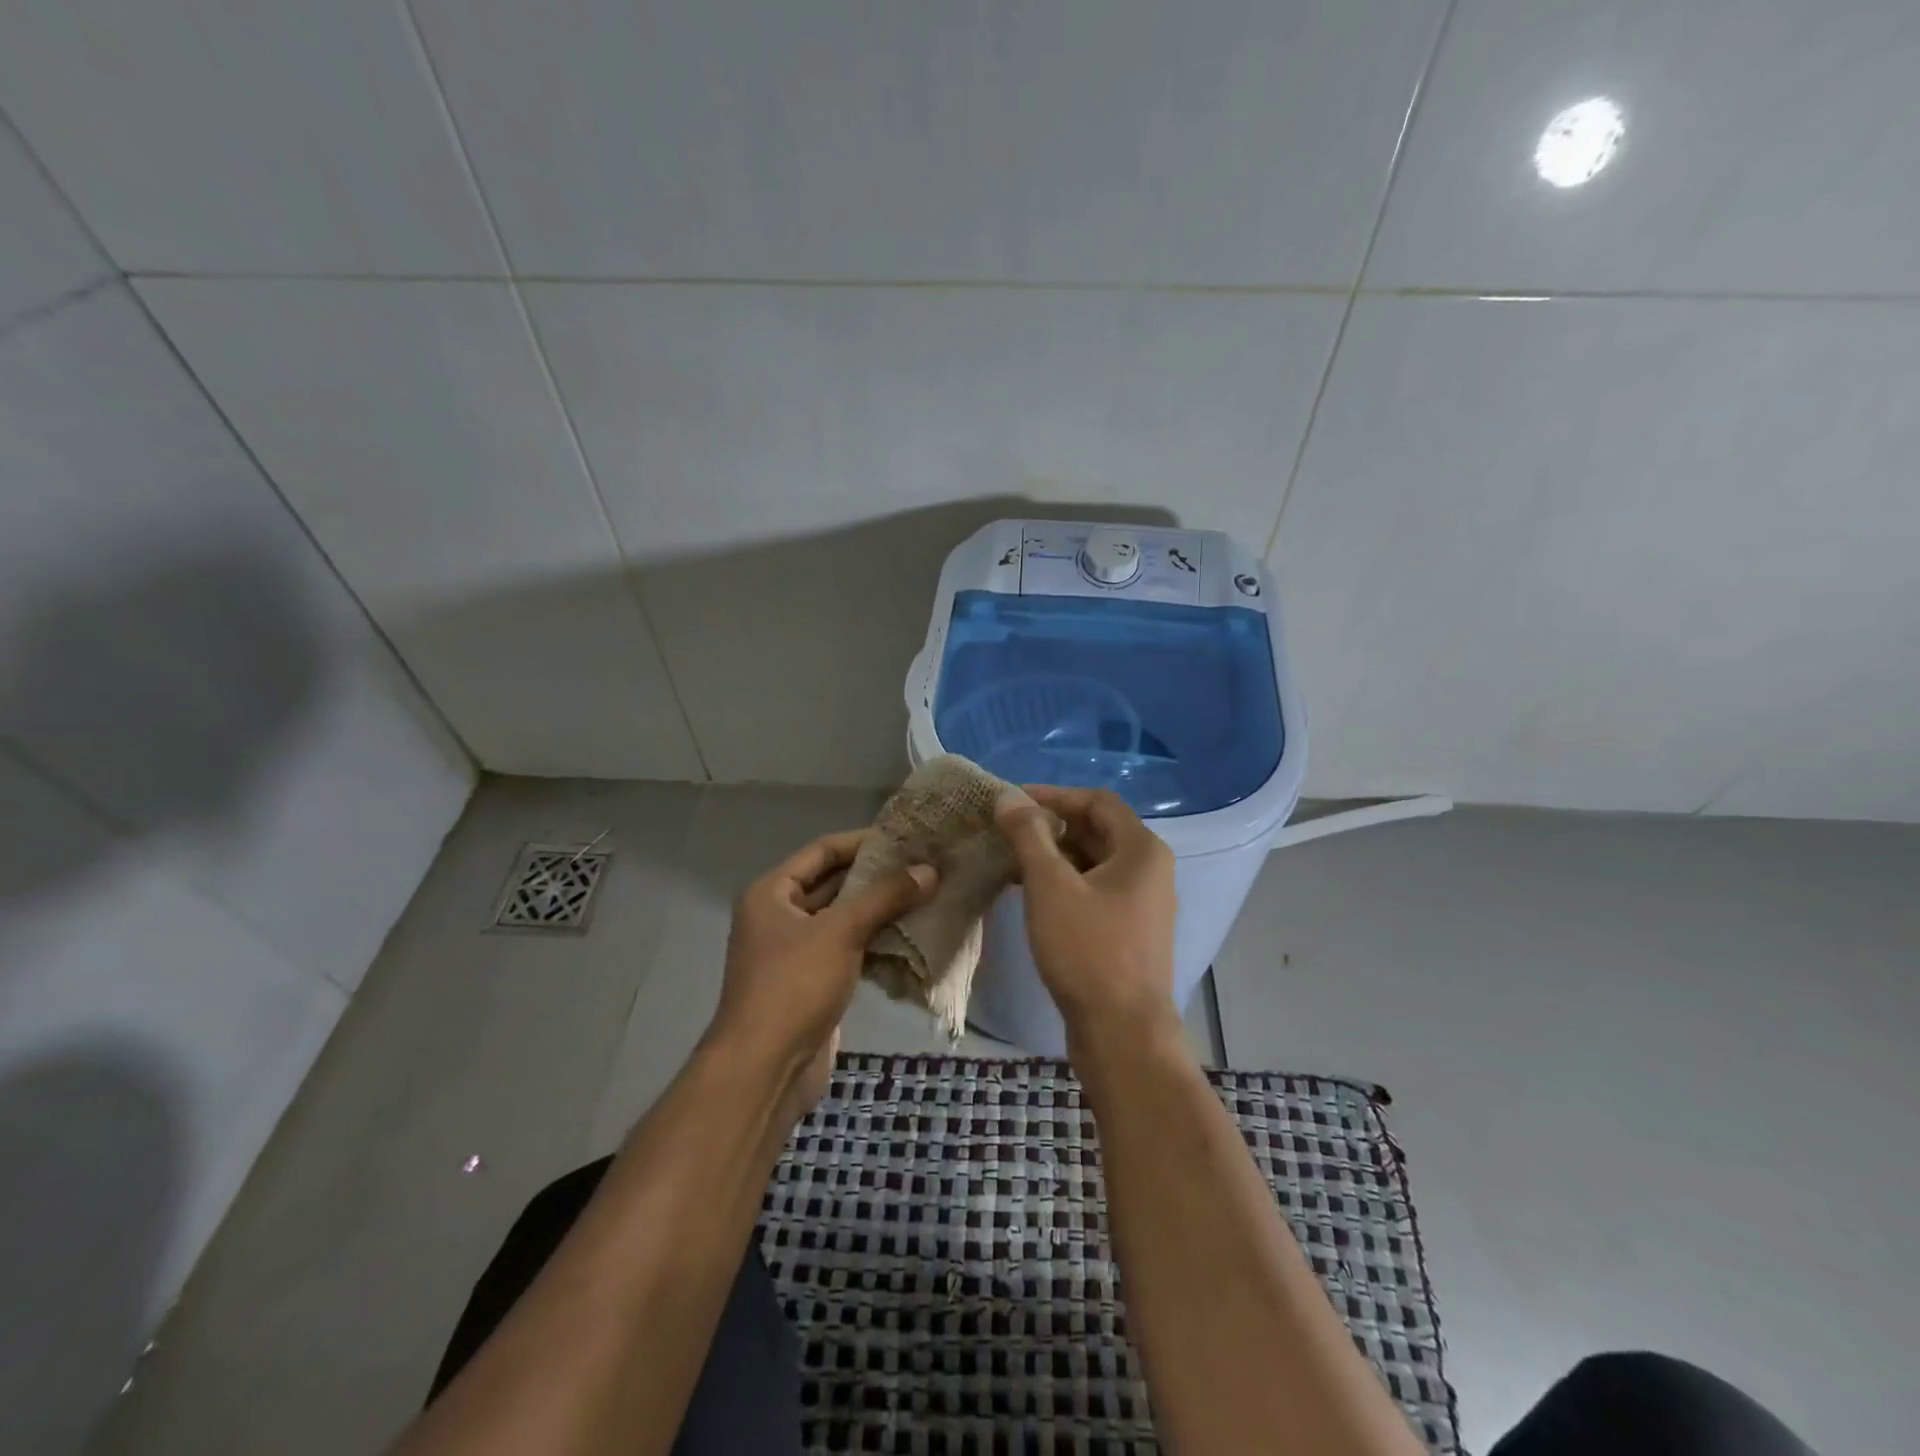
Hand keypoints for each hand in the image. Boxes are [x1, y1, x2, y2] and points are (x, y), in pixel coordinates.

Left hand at [707, 829, 935, 1117]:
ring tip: (927, 893)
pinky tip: (914, 934)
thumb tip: (929, 869)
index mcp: (771, 894)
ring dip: (882, 909)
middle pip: (834, 884)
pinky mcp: (815, 982)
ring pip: (845, 918)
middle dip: (877, 876)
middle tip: (924, 864)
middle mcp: (780, 916)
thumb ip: (885, 897)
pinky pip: (850, 948)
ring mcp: (797, 952)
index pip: (822, 851)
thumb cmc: (794, 986)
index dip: (862, 842)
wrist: (766, 1069)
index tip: (905, 836)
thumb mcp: (840, 931)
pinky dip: (878, 940)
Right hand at [995, 786, 1178, 1044]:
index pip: (1097, 801)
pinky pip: (1095, 891)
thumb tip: (1008, 797)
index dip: (1054, 795)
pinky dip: (1064, 884)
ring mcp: (1142, 903)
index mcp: (1142, 850)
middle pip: (1097, 830)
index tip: (1013, 801)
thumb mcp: (1050, 886)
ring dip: (1054, 856)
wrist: (1122, 1033)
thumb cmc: (1088, 951)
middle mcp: (1150, 870)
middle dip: (1051, 826)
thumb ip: (1028, 835)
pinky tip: (1030, 895)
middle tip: (1007, 831)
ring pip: (1094, 863)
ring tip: (1010, 860)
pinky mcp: (1129, 932)